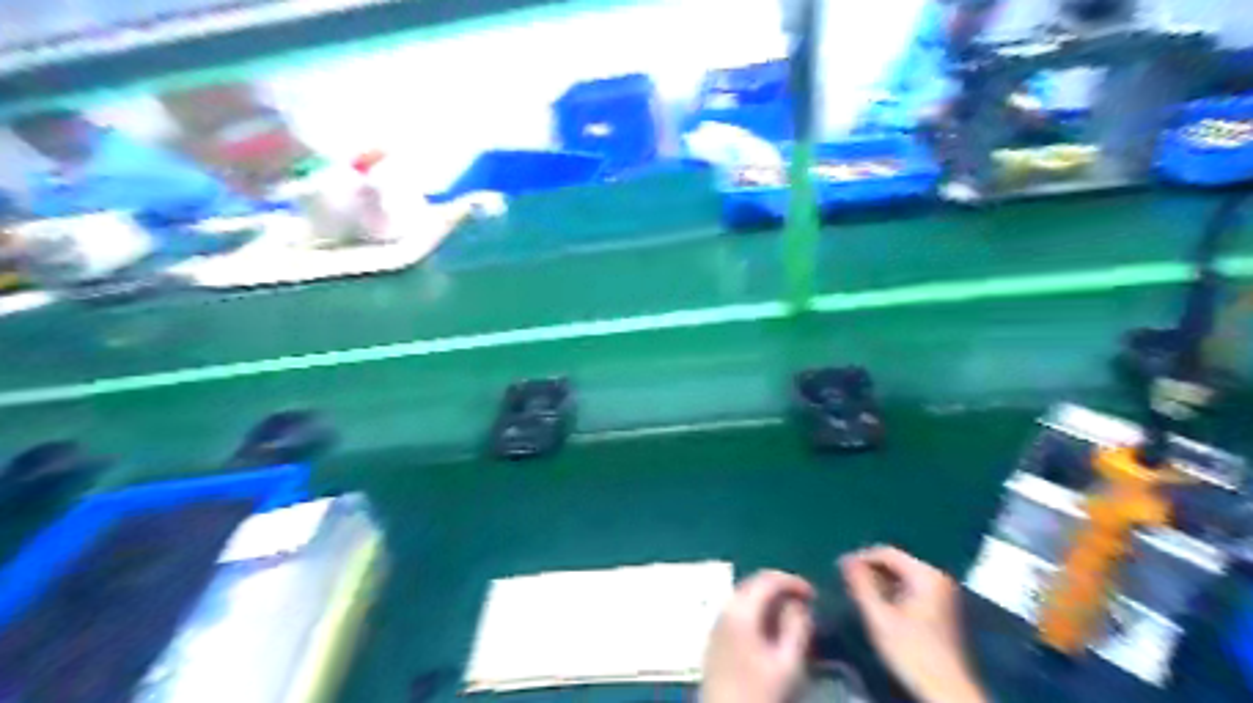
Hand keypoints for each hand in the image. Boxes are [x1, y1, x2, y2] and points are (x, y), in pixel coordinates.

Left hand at [701, 569, 817, 701]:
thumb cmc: (760, 694)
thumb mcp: (788, 664)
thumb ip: (797, 628)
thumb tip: (799, 605)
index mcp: (741, 611)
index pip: (767, 579)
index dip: (793, 581)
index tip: (814, 595)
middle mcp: (724, 609)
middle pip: (753, 584)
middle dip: (780, 588)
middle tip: (805, 604)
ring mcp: (716, 623)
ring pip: (744, 597)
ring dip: (768, 600)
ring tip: (791, 617)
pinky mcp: (714, 638)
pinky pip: (737, 611)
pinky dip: (756, 611)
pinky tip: (770, 631)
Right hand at [840, 547, 987, 702]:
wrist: (946, 690)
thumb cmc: (911, 651)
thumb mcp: (879, 616)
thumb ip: (860, 584)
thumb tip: (844, 559)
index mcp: (926, 574)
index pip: (885, 552)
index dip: (860, 558)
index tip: (839, 571)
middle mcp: (937, 577)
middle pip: (895, 562)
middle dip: (870, 572)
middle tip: (848, 585)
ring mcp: (942, 592)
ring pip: (901, 576)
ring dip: (880, 583)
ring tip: (861, 597)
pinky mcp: (942, 607)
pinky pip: (911, 588)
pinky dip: (893, 593)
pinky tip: (880, 607)